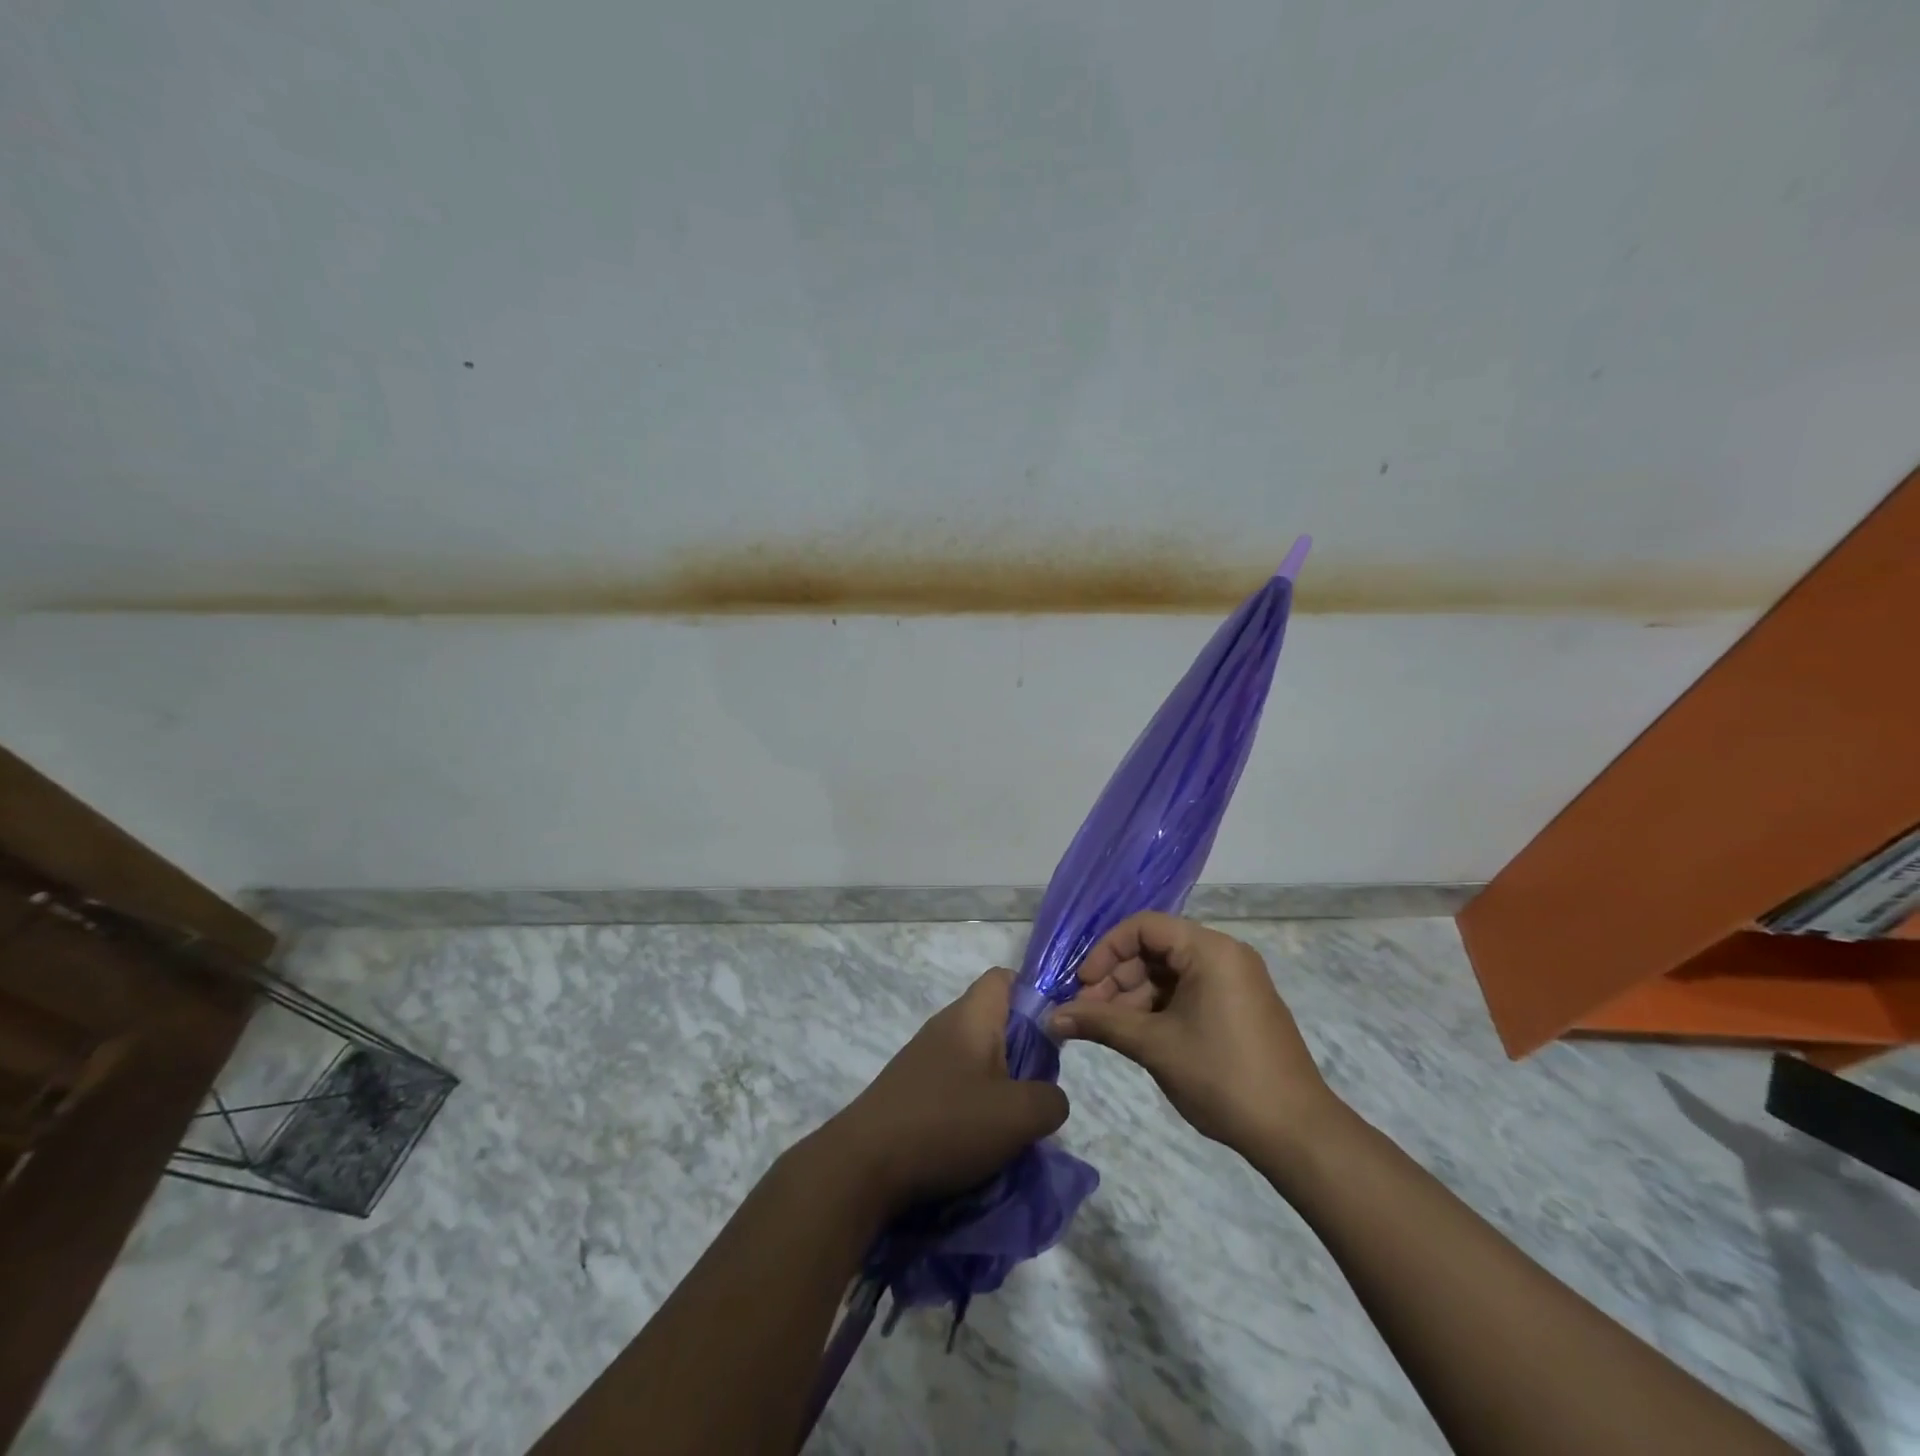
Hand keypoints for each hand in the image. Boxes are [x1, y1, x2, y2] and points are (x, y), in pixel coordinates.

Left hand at [819, 968, 1068, 1212]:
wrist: (863, 1165)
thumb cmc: (946, 1125)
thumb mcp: (1018, 1116)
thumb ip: (1051, 1099)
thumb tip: (1049, 1097)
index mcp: (971, 1016)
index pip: (1005, 978)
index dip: (1035, 995)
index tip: (1055, 1034)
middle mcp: (945, 1026)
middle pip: (995, 1021)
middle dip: (1024, 1052)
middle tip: (1039, 1090)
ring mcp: (924, 1057)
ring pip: (976, 1056)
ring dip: (999, 1085)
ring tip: (1012, 1123)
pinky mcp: (911, 1088)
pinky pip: (954, 1082)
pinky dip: (973, 1104)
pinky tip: (977, 1140)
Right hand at [1052, 912, 1339, 1159]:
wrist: (1296, 1133)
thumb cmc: (1222, 1076)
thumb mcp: (1155, 1045)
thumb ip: (1101, 1023)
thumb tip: (1052, 1017)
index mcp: (1210, 950)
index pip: (1144, 927)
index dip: (1106, 951)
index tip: (1082, 985)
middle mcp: (1224, 955)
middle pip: (1155, 950)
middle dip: (1116, 979)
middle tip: (1086, 1013)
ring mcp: (1234, 982)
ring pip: (1168, 974)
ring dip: (1133, 997)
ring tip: (1105, 1029)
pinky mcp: (1238, 1008)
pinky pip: (1187, 993)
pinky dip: (1158, 1009)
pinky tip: (1135, 1035)